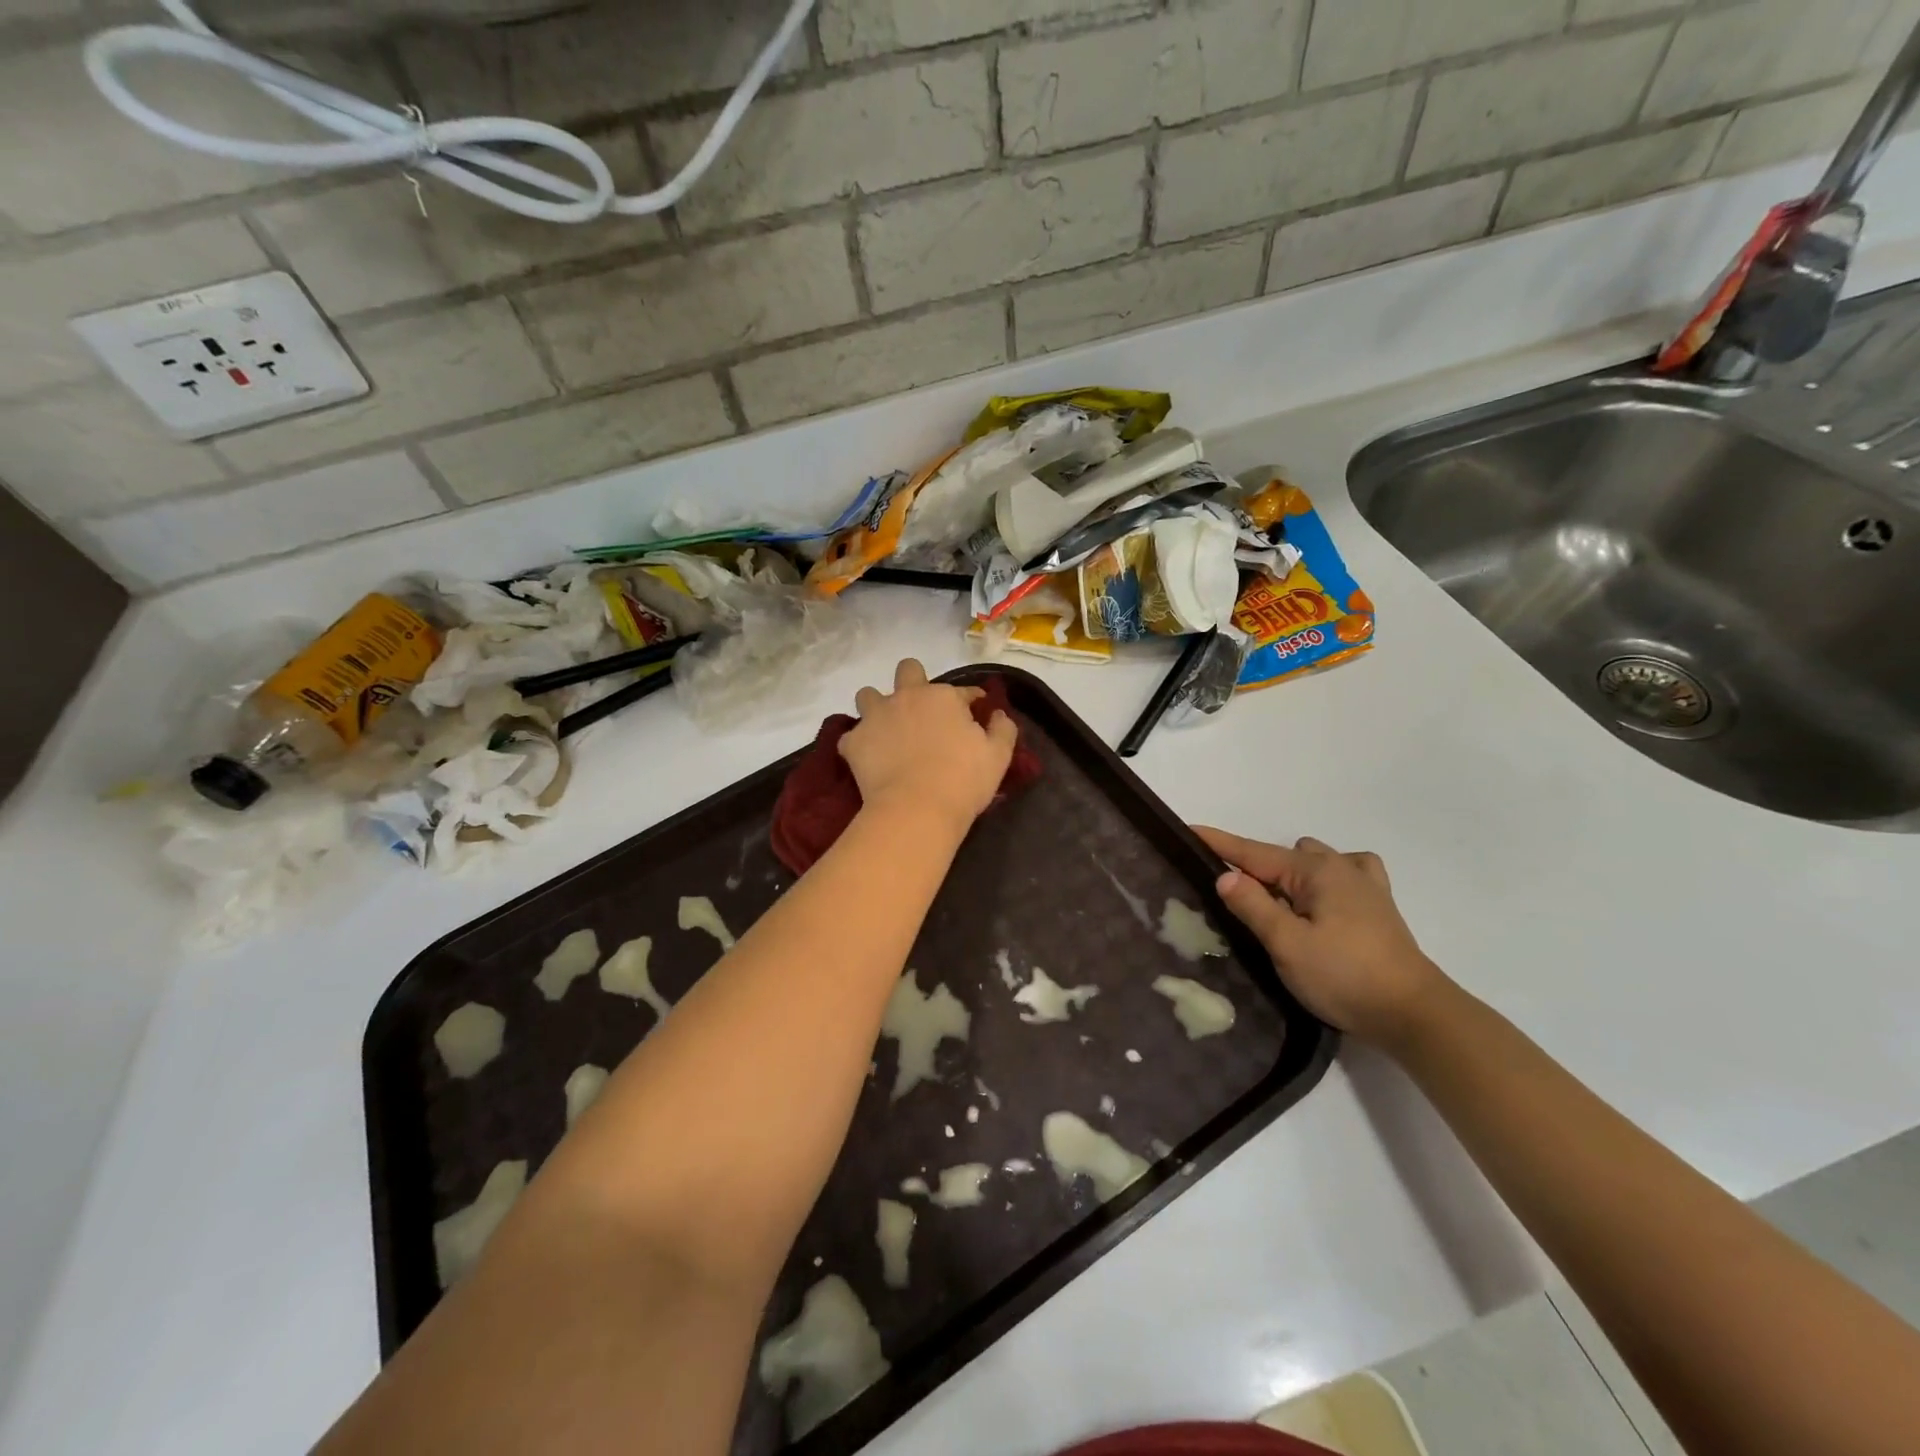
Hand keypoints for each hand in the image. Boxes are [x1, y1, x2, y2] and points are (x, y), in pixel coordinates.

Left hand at [840, 660, 1017, 837]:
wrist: (916, 809)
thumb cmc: (963, 781)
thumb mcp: (999, 756)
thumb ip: (1003, 729)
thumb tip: (998, 715)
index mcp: (943, 696)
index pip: (962, 691)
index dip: (970, 702)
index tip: (974, 716)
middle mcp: (906, 697)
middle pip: (907, 670)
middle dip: (914, 681)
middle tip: (922, 711)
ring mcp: (875, 717)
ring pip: (868, 695)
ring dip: (878, 707)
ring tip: (887, 730)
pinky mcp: (853, 742)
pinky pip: (851, 736)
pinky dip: (860, 744)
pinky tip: (869, 758)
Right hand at [1195, 826, 1446, 1045]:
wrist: (1414, 1014)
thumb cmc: (1345, 976)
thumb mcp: (1287, 944)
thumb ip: (1254, 907)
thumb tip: (1225, 876)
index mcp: (1316, 871)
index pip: (1253, 852)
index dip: (1218, 843)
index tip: (1187, 830)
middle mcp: (1340, 868)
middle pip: (1281, 856)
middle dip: (1253, 867)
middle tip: (1232, 899)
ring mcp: (1364, 885)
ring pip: (1313, 862)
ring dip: (1288, 875)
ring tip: (1276, 904)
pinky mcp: (1378, 907)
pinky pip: (1345, 873)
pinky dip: (1324, 879)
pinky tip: (1321, 899)